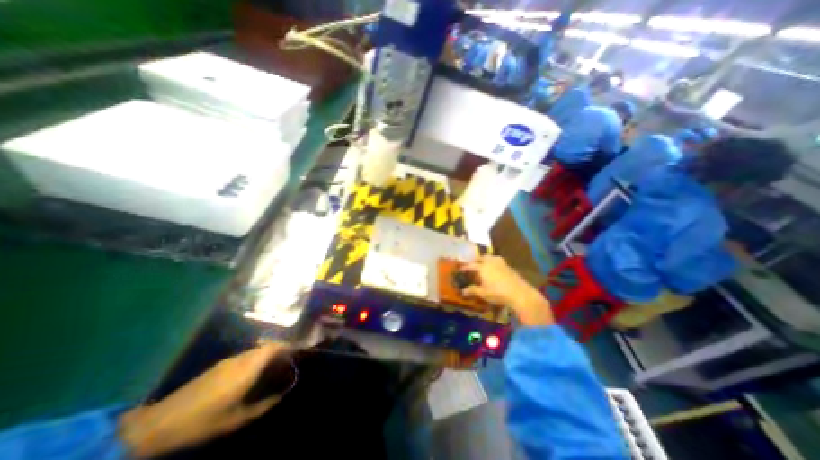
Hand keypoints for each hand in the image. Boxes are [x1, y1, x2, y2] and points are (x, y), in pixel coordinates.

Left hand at [120, 343, 289, 457]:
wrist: (158, 424)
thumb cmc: (203, 421)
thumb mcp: (237, 419)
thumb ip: (263, 405)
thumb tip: (282, 395)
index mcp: (247, 368)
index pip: (273, 347)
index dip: (287, 346)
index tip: (298, 352)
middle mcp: (240, 359)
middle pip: (266, 346)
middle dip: (280, 350)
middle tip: (288, 361)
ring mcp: (227, 361)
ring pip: (255, 350)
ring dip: (267, 354)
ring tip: (274, 367)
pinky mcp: (218, 366)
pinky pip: (245, 356)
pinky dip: (255, 359)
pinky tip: (253, 373)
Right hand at [461, 255, 557, 325]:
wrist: (520, 294)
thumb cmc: (498, 293)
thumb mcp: (483, 293)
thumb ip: (472, 291)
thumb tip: (462, 291)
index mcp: (482, 267)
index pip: (471, 265)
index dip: (465, 267)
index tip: (460, 269)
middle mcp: (491, 262)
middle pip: (481, 258)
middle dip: (476, 260)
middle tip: (472, 265)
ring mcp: (501, 263)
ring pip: (491, 257)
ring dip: (485, 259)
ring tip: (483, 265)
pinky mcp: (509, 266)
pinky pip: (498, 261)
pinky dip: (493, 263)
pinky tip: (494, 269)